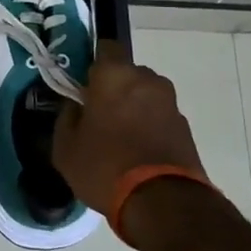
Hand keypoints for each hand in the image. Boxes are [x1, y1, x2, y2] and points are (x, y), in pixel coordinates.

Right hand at [53, 41, 210, 213]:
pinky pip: (159, 118)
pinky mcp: (185, 128)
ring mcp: (170, 103)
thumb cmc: (104, 166)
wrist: (163, 203)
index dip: (93, 64)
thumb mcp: (65, 147)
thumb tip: (76, 106)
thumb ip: (67, 117)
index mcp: (114, 75)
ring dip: (134, 109)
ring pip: (145, 96)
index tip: (83, 85)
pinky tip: (138, 154)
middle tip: (99, 115)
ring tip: (120, 139)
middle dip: (114, 89)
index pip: (105, 47)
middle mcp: (146, 79)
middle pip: (127, 74)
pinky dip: (150, 128)